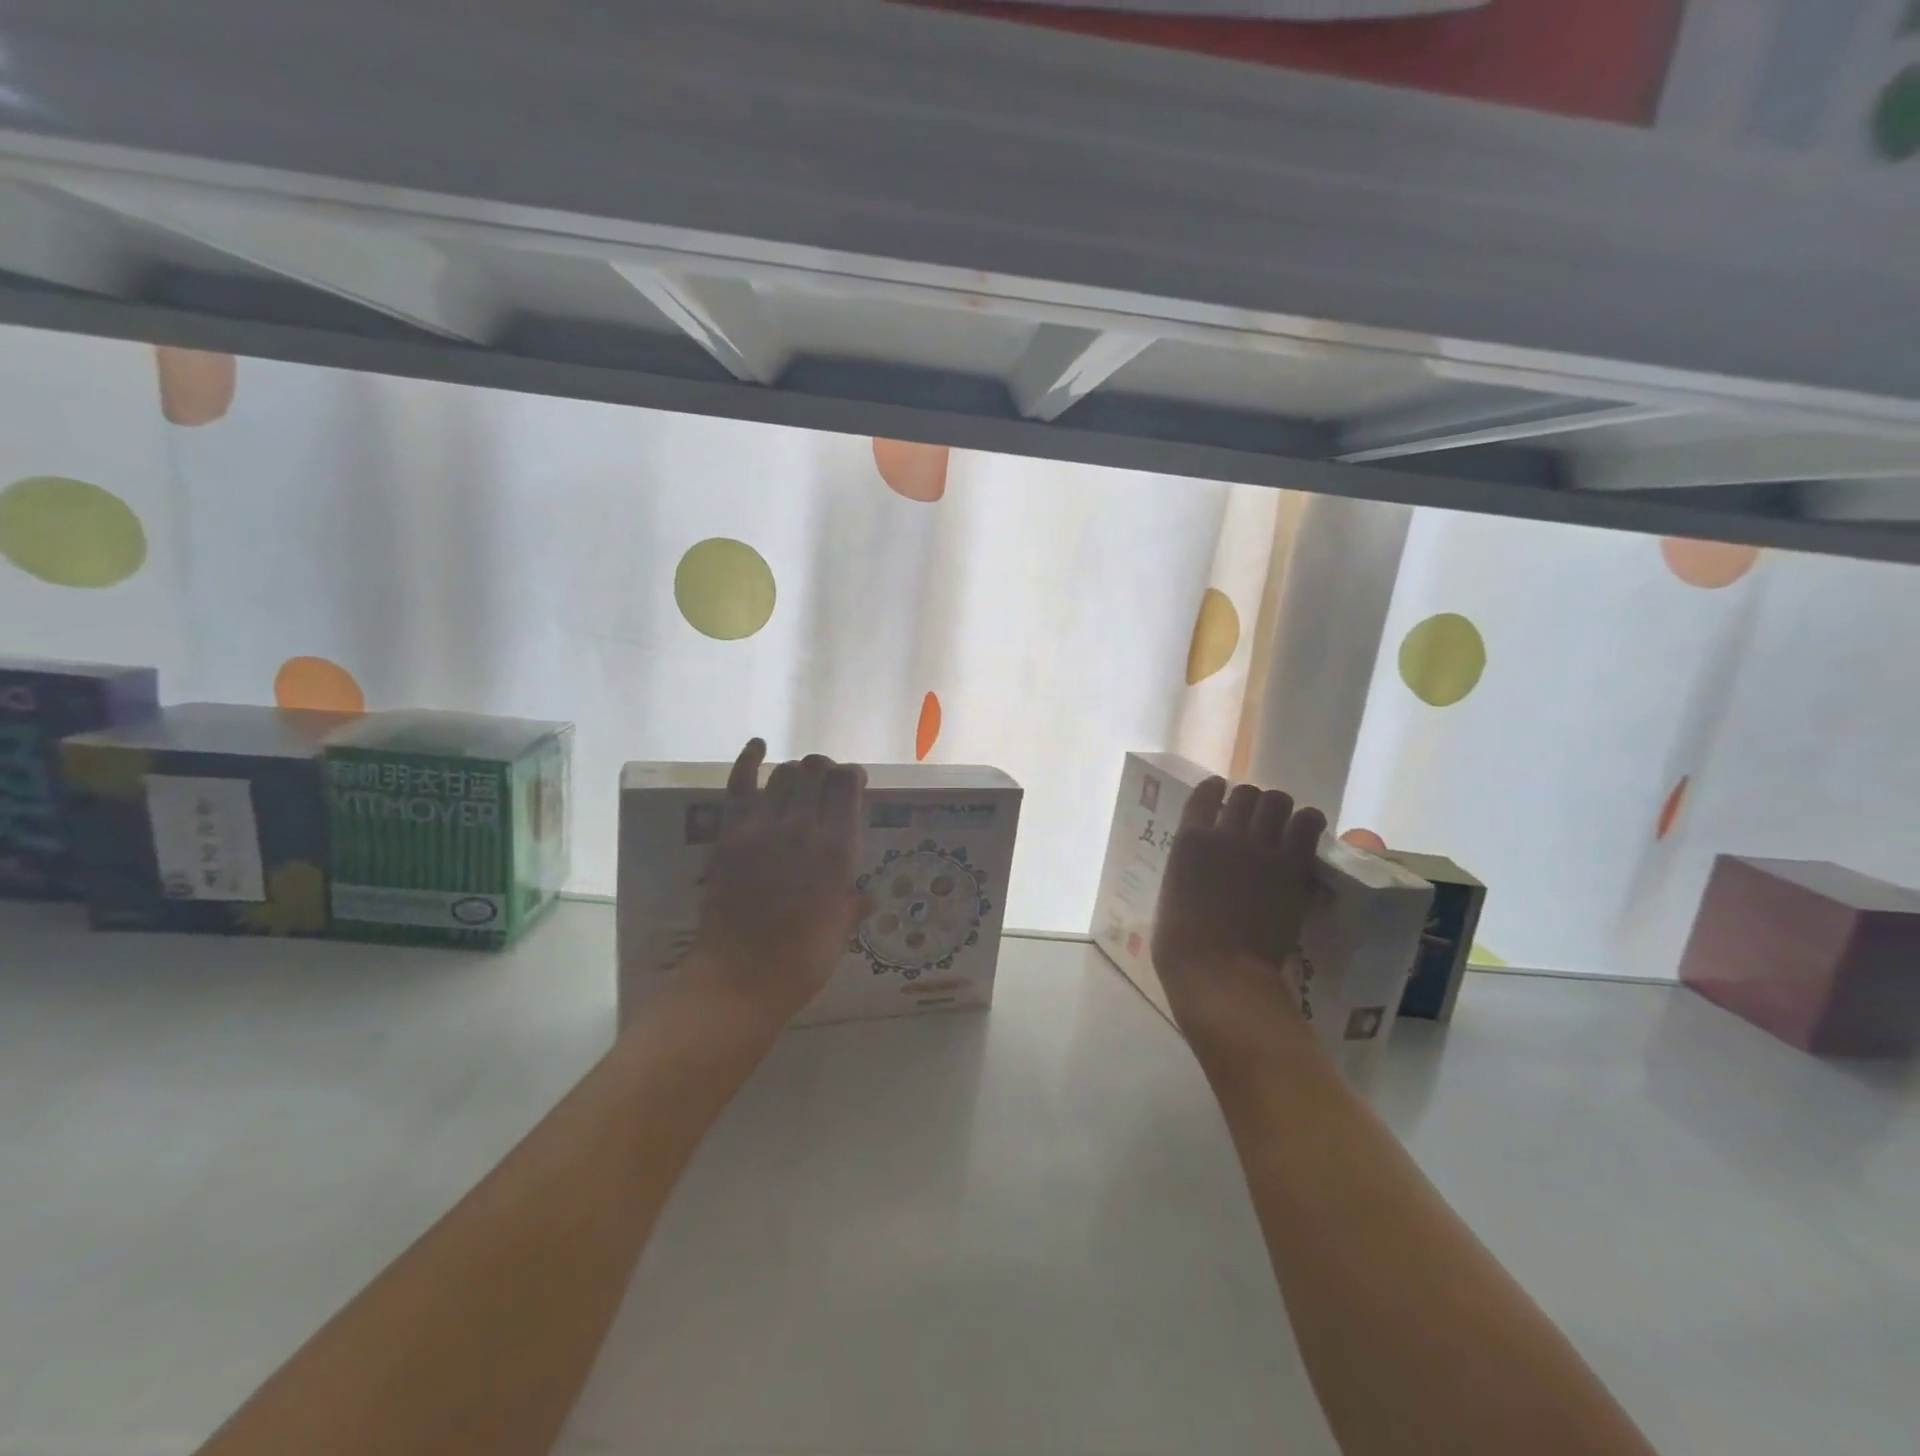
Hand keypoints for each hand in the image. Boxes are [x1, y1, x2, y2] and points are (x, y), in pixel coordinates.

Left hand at [683, 740, 871, 1027]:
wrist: (739, 978)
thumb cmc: (801, 962)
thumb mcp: (840, 933)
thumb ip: (852, 906)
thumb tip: (867, 896)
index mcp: (839, 849)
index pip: (848, 785)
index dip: (853, 776)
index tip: (854, 783)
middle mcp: (804, 828)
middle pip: (817, 769)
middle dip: (826, 769)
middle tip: (826, 784)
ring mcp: (763, 827)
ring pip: (785, 772)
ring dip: (797, 771)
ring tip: (800, 782)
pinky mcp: (731, 834)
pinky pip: (739, 784)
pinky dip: (748, 759)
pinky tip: (758, 745)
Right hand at [1151, 778, 1326, 1073]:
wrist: (1219, 971)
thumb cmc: (1181, 944)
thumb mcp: (1172, 893)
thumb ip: (1188, 870)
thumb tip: (1201, 867)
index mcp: (1188, 840)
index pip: (1205, 793)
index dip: (1215, 791)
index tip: (1220, 796)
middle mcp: (1224, 834)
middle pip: (1245, 793)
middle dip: (1251, 802)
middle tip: (1255, 820)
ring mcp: (1260, 848)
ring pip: (1277, 800)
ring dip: (1279, 809)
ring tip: (1282, 824)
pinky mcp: (1292, 866)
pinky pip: (1308, 822)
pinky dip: (1308, 822)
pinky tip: (1305, 831)